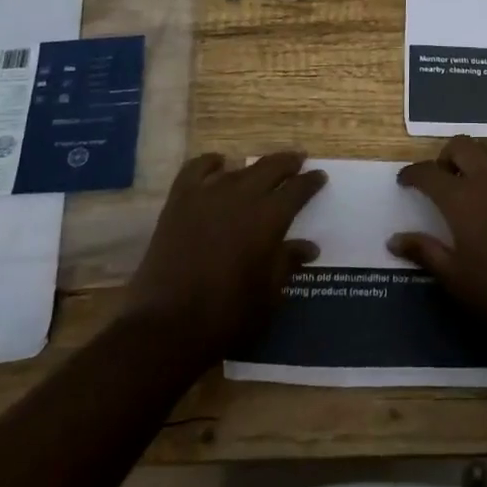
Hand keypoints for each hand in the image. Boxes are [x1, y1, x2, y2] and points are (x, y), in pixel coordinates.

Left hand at [122, 151, 326, 368]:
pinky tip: (218, 164)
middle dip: (288, 162)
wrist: (167, 326)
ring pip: (238, 168)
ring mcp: (208, 194)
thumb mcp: (269, 294)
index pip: (298, 189)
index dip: (311, 181)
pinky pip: (196, 169)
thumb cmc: (227, 314)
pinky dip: (210, 162)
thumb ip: (288, 263)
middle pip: (271, 167)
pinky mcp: (179, 201)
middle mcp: (242, 196)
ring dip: (254, 166)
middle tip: (298, 160)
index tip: (320, 176)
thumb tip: (309, 247)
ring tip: (261, 167)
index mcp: (269, 218)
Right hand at [389, 136, 486, 346]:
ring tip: (470, 178)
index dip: (412, 174)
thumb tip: (393, 239)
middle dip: (444, 156)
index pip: (428, 172)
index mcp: (461, 200)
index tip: (405, 181)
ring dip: (475, 155)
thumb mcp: (454, 278)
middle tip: (440, 178)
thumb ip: (423, 251)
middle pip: (460, 145)